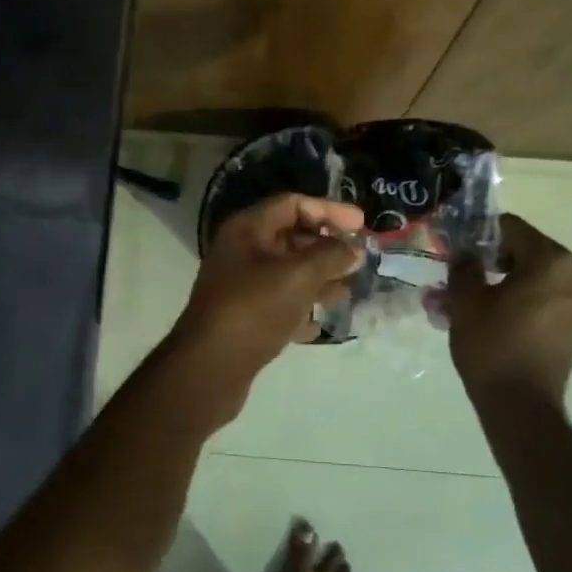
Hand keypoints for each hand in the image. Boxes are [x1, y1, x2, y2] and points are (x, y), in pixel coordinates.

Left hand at [174, 193, 365, 380]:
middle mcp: (241, 251)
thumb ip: (331, 257)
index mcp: (247, 229)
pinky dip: (302, 307)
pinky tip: (321, 322)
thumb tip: (355, 248)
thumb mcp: (298, 276)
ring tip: (347, 292)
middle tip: (359, 260)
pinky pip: (280, 301)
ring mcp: (241, 285)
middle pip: (291, 237)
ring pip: (288, 272)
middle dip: (327, 248)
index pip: (293, 204)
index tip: (362, 224)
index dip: (329, 210)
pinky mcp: (244, 316)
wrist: (209, 367)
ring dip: (319, 279)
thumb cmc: (254, 309)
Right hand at [439, 213, 571, 404]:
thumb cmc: (492, 345)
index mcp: (552, 261)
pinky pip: (542, 299)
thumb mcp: (466, 299)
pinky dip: (515, 301)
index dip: (479, 233)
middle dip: (487, 261)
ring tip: (462, 300)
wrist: (520, 406)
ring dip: (498, 283)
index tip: (454, 246)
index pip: (511, 228)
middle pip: (523, 252)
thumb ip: (464, 264)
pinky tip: (484, 316)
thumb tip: (466, 252)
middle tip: (456, 275)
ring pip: (531, 278)